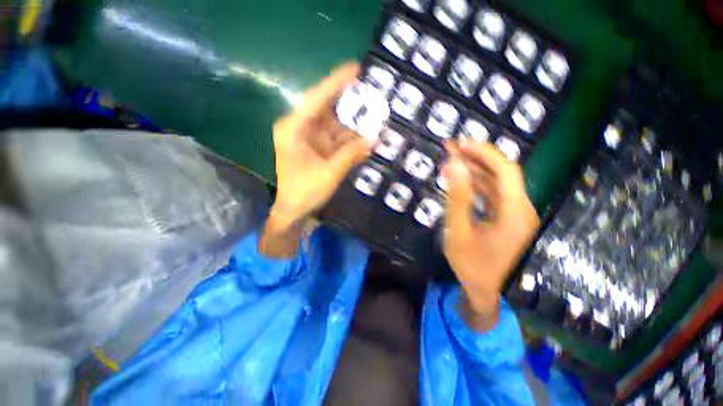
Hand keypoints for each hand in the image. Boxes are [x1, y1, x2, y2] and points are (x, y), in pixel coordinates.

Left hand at [260, 63, 369, 256]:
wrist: (294, 211)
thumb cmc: (304, 192)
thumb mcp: (329, 173)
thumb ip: (351, 155)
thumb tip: (373, 139)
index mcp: (294, 129)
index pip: (317, 99)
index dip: (336, 83)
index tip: (355, 68)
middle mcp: (300, 128)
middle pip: (327, 109)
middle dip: (349, 102)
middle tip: (371, 92)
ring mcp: (309, 139)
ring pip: (334, 125)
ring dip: (353, 122)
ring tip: (374, 112)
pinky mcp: (317, 149)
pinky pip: (336, 138)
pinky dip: (350, 138)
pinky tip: (365, 134)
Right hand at [442, 141, 539, 330]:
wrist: (485, 291)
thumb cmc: (471, 266)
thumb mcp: (458, 232)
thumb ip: (456, 198)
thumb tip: (453, 165)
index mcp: (514, 212)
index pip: (505, 170)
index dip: (484, 153)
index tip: (460, 144)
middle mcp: (521, 209)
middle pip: (502, 173)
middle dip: (477, 157)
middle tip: (452, 147)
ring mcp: (515, 214)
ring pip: (497, 182)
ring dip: (476, 168)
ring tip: (454, 158)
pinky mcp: (507, 218)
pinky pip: (493, 193)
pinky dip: (477, 183)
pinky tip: (463, 178)